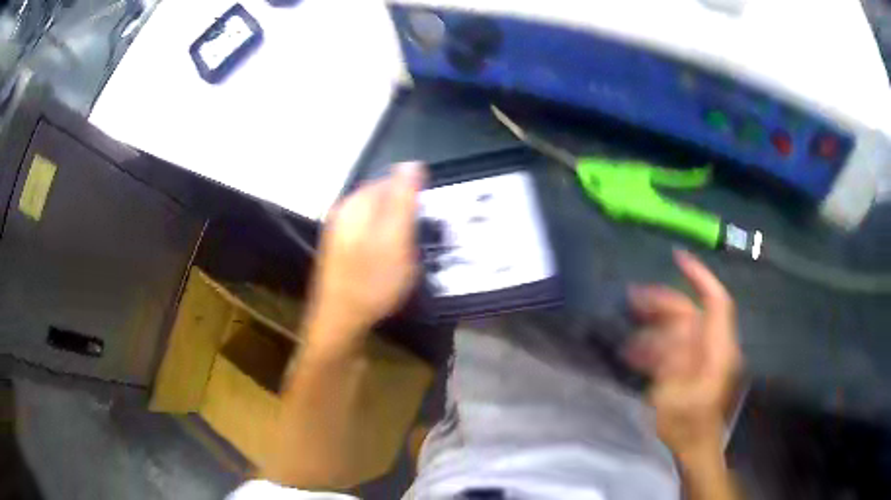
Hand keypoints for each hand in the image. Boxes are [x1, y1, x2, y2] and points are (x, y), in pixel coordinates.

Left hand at [304, 162, 424, 352]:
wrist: (339, 322)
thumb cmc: (372, 281)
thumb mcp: (396, 238)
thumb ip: (403, 199)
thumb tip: (411, 163)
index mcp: (356, 202)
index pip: (390, 180)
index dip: (412, 198)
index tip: (424, 222)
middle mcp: (343, 210)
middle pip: (381, 198)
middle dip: (402, 214)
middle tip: (414, 242)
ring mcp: (338, 231)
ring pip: (375, 219)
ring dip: (393, 231)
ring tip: (403, 255)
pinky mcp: (339, 250)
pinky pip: (367, 235)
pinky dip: (382, 244)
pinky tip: (386, 264)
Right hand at [625, 250, 741, 462]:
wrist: (692, 449)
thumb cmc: (686, 427)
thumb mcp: (677, 395)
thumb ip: (677, 359)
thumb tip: (674, 325)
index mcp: (718, 351)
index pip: (717, 302)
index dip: (700, 277)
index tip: (677, 257)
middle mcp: (714, 348)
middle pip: (692, 313)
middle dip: (664, 301)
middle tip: (632, 297)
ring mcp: (705, 358)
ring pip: (681, 329)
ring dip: (655, 324)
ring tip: (628, 323)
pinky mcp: (694, 369)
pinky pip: (676, 346)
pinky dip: (656, 343)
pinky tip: (635, 349)